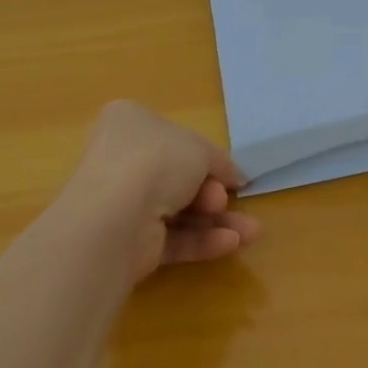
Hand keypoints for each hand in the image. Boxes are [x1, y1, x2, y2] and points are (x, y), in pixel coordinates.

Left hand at [62, 100, 260, 281]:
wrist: (117, 214)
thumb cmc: (157, 159)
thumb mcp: (200, 149)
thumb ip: (221, 162)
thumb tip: (237, 177)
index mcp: (129, 123)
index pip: (173, 137)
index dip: (205, 155)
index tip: (231, 172)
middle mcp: (121, 161)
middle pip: (178, 177)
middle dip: (212, 192)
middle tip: (227, 198)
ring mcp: (122, 204)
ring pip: (179, 211)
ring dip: (216, 221)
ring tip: (251, 233)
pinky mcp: (128, 243)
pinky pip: (171, 238)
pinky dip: (201, 240)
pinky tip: (232, 243)